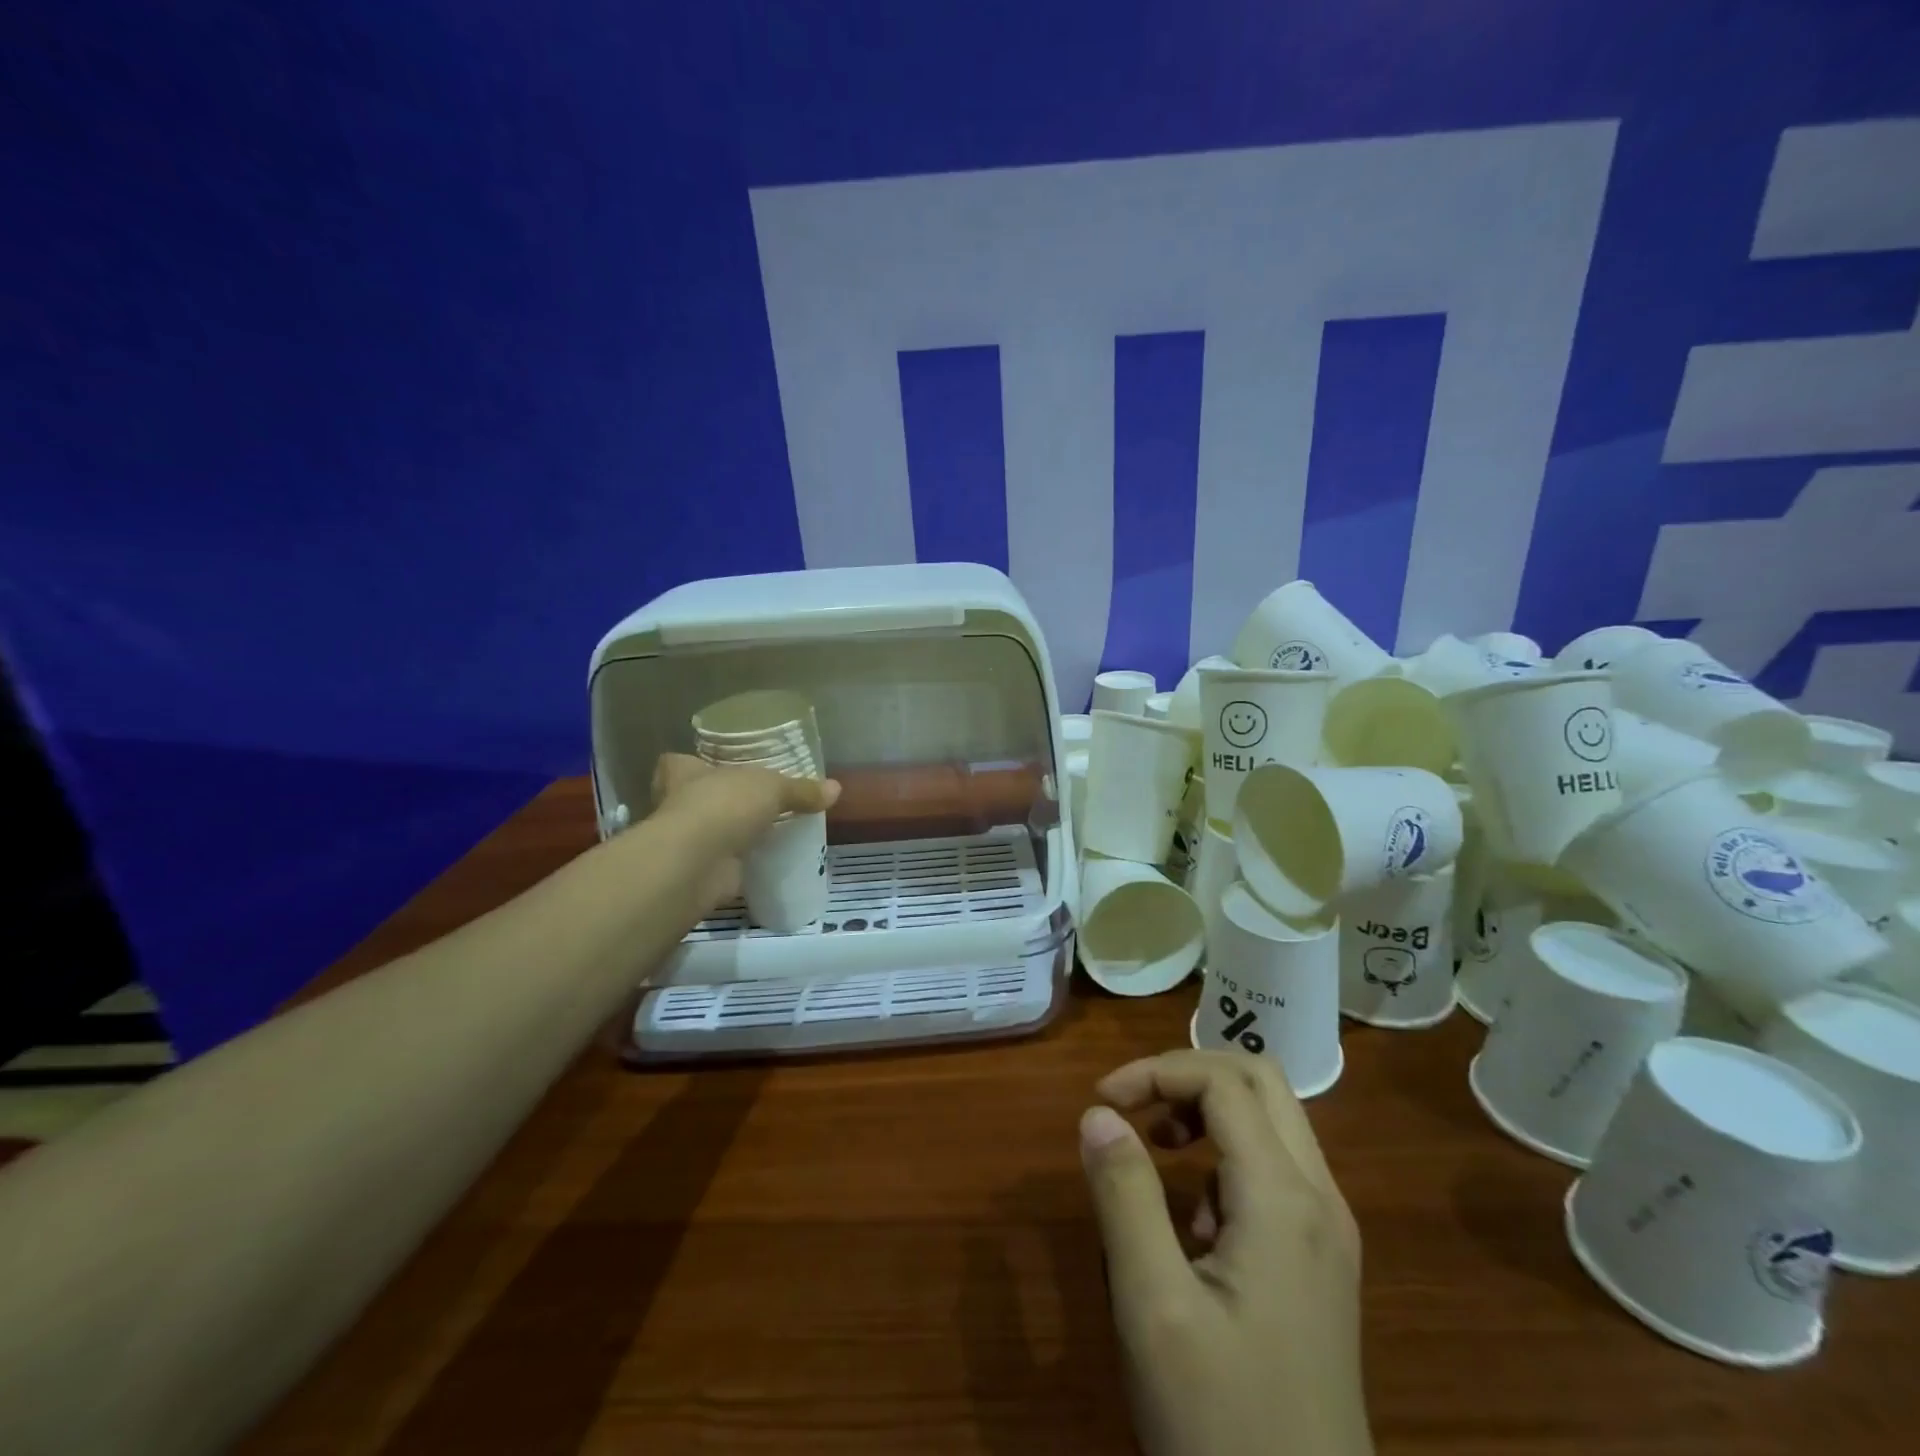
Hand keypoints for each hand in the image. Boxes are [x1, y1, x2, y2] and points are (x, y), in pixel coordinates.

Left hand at [649, 754, 841, 913]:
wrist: (697, 862)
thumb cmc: (723, 806)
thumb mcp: (772, 788)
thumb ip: (801, 789)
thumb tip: (836, 788)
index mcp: (684, 773)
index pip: (679, 763)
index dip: (693, 764)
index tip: (711, 767)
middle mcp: (677, 804)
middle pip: (695, 797)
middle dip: (718, 801)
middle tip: (749, 802)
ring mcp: (686, 841)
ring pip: (709, 831)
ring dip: (729, 834)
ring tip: (763, 832)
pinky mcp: (699, 870)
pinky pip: (723, 862)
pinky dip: (740, 864)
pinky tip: (765, 861)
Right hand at [1079, 1051, 1370, 1455]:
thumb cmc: (1221, 1422)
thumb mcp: (1154, 1307)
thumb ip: (1124, 1196)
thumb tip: (1097, 1114)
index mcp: (1285, 1198)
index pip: (1223, 1082)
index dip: (1156, 1071)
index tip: (1101, 1102)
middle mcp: (1320, 1198)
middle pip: (1260, 1081)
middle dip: (1188, 1075)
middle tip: (1133, 1106)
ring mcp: (1329, 1231)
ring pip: (1273, 1120)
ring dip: (1210, 1111)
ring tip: (1158, 1150)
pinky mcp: (1322, 1261)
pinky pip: (1277, 1168)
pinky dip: (1228, 1156)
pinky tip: (1196, 1218)